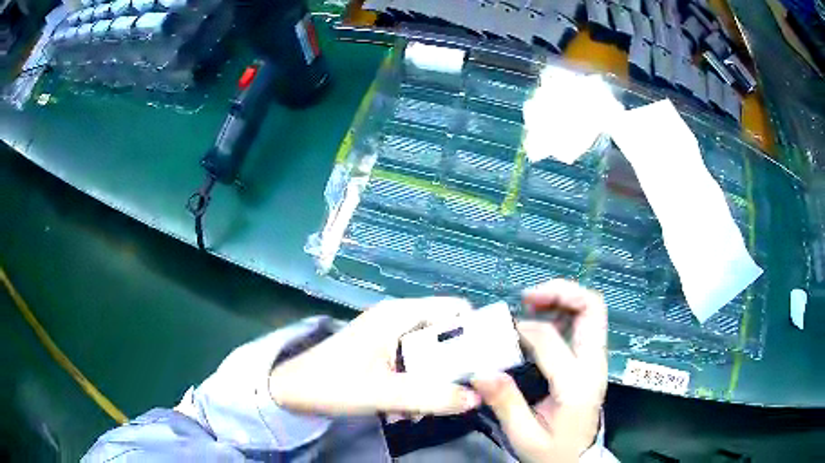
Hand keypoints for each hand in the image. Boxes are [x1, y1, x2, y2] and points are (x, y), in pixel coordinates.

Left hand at [268, 297, 481, 416]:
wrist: (289, 391)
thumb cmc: (331, 384)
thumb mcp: (384, 393)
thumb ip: (431, 397)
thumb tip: (477, 398)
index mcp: (400, 315)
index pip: (456, 310)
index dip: (476, 333)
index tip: (487, 365)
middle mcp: (398, 319)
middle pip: (446, 335)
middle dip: (452, 369)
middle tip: (454, 397)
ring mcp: (389, 337)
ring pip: (430, 356)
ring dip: (432, 384)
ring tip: (418, 412)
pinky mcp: (381, 354)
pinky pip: (413, 367)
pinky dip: (415, 387)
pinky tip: (402, 411)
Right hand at [472, 280, 607, 461]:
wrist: (579, 460)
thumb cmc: (552, 451)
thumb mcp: (524, 436)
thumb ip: (505, 403)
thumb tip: (481, 371)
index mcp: (576, 384)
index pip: (550, 340)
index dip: (522, 330)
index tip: (500, 335)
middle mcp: (593, 365)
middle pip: (592, 309)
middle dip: (561, 292)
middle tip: (528, 296)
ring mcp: (597, 361)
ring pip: (592, 311)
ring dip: (564, 298)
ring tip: (533, 302)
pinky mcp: (593, 361)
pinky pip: (585, 324)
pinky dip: (566, 312)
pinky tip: (544, 319)